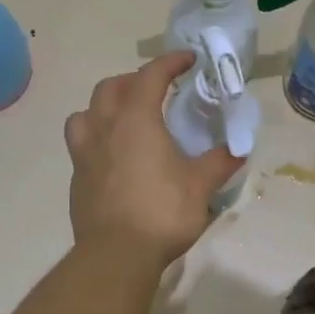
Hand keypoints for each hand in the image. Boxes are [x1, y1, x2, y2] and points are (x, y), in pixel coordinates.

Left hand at [65, 53, 244, 268]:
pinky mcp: (76, 177)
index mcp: (136, 120)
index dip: (170, 62)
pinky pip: (81, 142)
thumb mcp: (200, 186)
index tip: (189, 60)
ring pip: (86, 112)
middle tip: (156, 90)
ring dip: (105, 105)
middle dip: (134, 80)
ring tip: (124, 117)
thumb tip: (238, 149)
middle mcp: (104, 127)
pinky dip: (97, 136)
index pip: (151, 75)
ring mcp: (84, 152)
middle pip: (111, 87)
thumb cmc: (161, 212)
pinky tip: (113, 155)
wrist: (115, 254)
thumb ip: (219, 162)